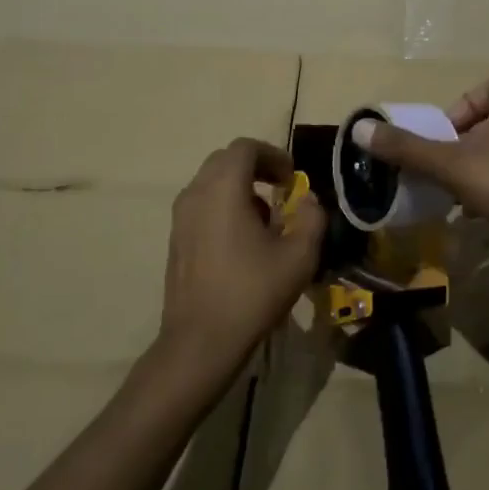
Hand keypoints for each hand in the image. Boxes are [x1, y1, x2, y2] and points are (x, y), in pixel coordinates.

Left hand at [160, 139, 326, 378]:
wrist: (200, 342)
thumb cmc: (252, 292)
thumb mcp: (300, 256)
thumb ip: (312, 217)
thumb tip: (309, 200)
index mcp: (223, 188)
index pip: (245, 147)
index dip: (273, 155)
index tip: (293, 179)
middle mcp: (196, 193)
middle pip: (225, 160)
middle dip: (256, 167)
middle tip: (282, 190)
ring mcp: (180, 217)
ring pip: (211, 183)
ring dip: (240, 188)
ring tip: (266, 220)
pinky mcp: (175, 240)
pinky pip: (202, 205)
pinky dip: (224, 207)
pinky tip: (243, 242)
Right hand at [351, 75, 488, 282]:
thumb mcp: (451, 165)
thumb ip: (406, 148)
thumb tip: (360, 129)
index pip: (476, 93)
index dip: (454, 117)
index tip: (443, 147)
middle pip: (488, 120)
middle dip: (464, 146)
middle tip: (450, 172)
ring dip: (482, 165)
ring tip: (467, 195)